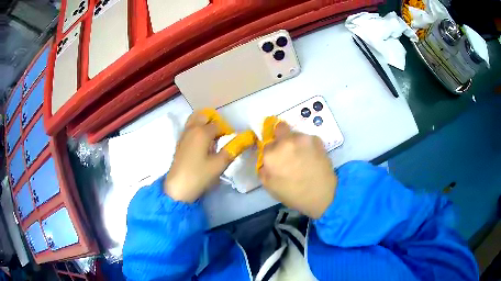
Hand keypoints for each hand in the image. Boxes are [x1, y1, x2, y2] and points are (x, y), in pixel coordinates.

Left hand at [165, 112, 231, 202]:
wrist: (178, 188)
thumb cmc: (199, 175)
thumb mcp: (219, 164)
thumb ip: (232, 150)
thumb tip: (245, 139)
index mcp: (202, 132)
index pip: (218, 124)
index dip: (227, 130)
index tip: (232, 140)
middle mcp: (191, 129)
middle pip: (203, 116)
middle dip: (214, 121)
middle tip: (221, 134)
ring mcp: (184, 135)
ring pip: (194, 120)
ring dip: (204, 124)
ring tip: (212, 138)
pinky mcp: (180, 143)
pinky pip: (190, 129)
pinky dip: (197, 130)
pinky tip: (203, 145)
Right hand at [258, 123, 336, 218]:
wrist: (321, 194)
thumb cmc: (293, 194)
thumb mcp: (269, 186)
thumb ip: (263, 169)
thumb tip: (266, 160)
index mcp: (271, 154)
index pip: (267, 144)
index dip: (271, 151)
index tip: (276, 157)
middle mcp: (286, 141)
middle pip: (280, 128)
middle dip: (281, 135)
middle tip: (287, 150)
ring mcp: (303, 138)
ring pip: (296, 134)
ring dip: (296, 142)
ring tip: (303, 157)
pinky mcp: (317, 139)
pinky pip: (308, 139)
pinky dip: (308, 145)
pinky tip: (312, 157)